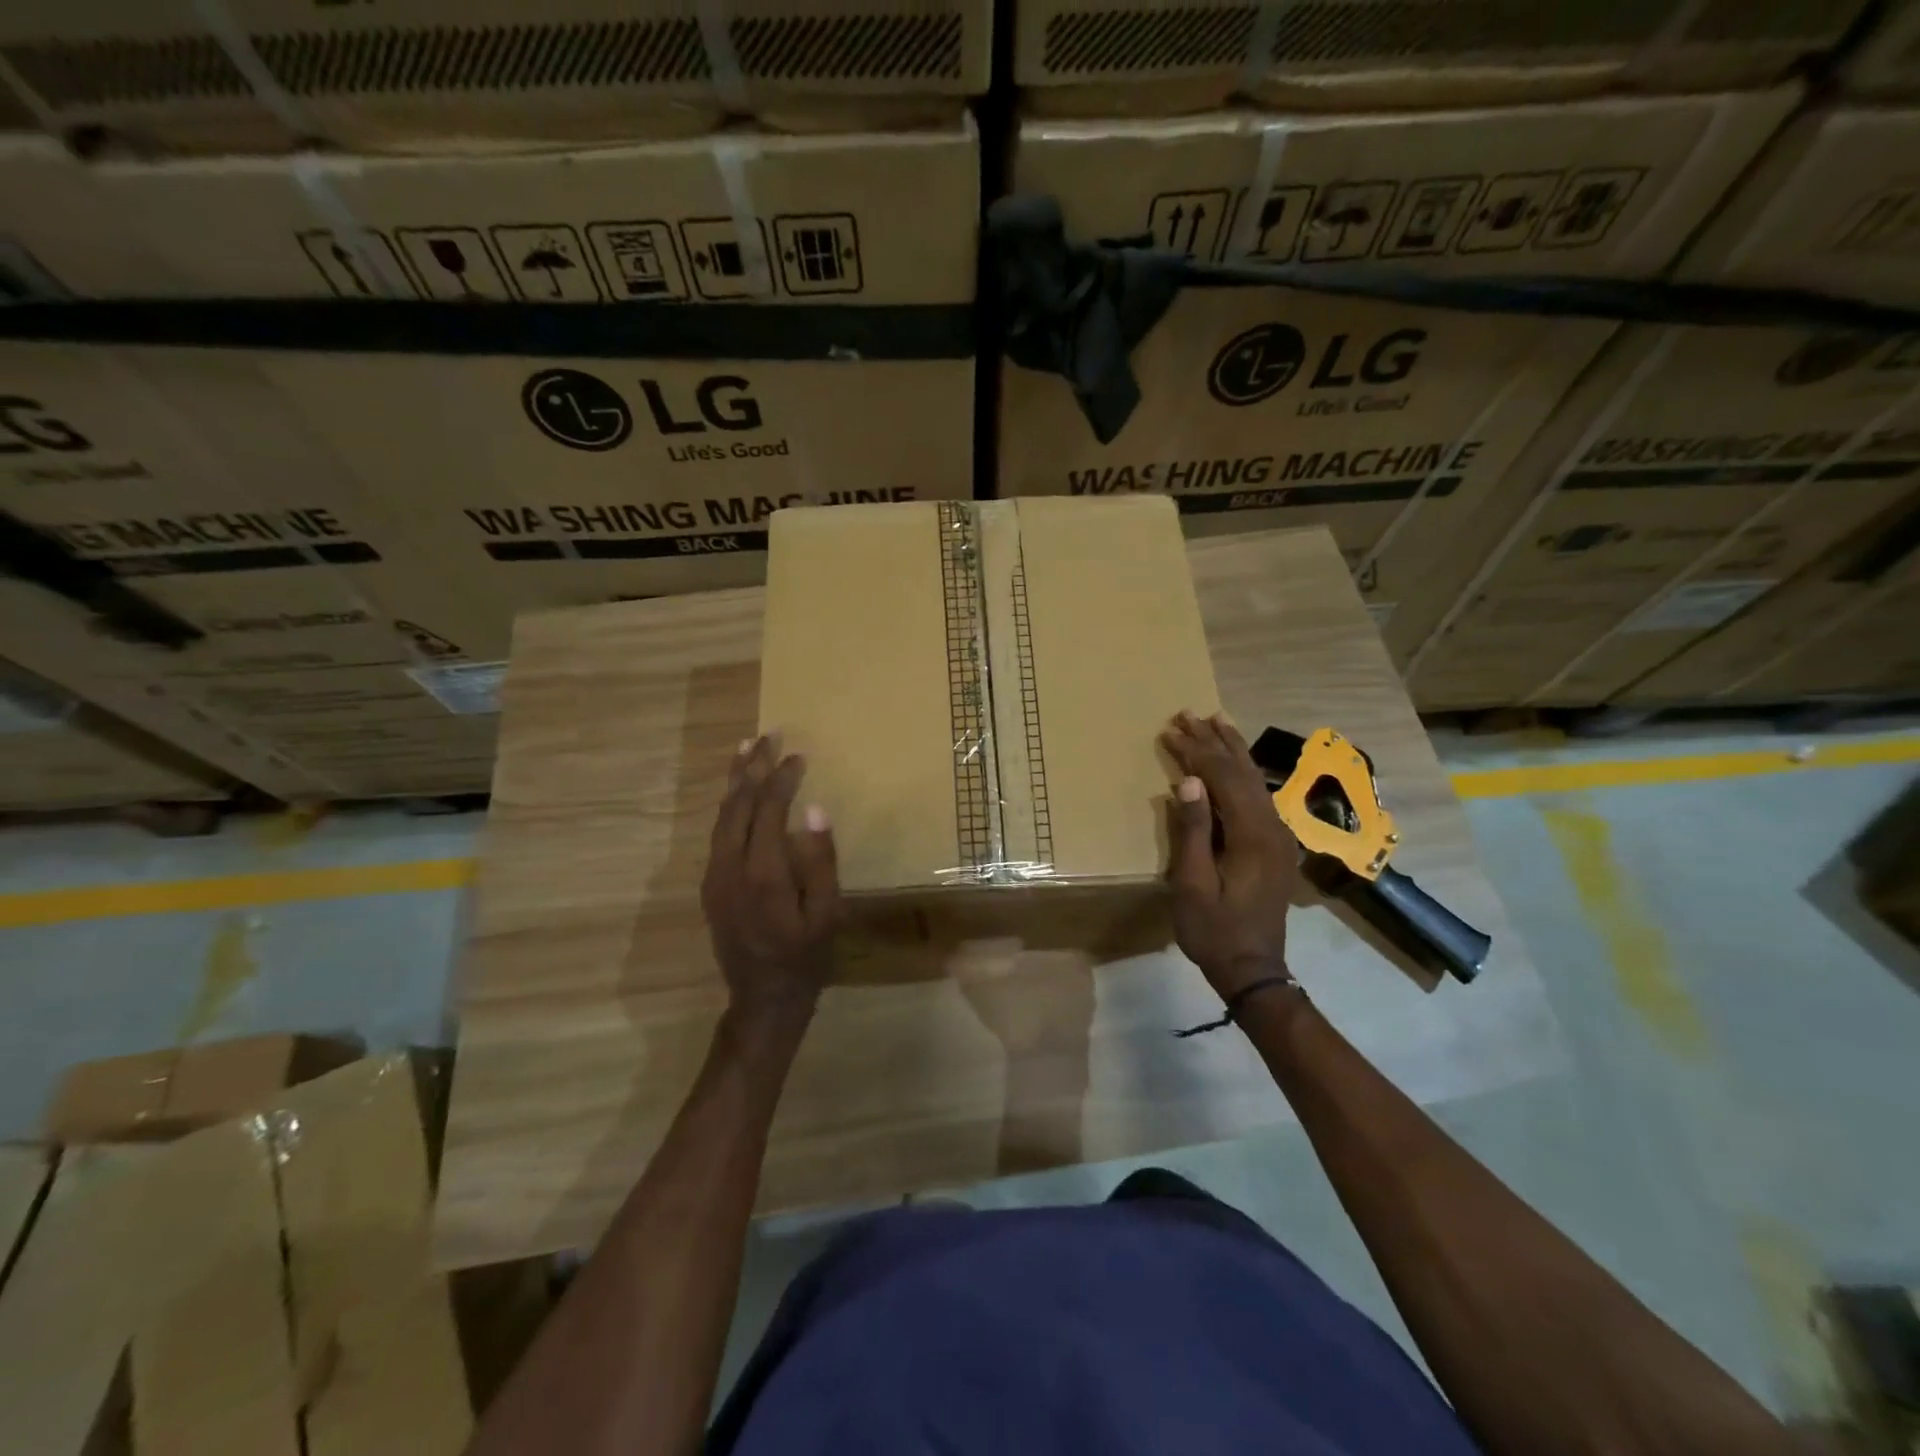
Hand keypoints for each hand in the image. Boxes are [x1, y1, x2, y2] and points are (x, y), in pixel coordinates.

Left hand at [701, 734, 839, 1028]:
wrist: (763, 999)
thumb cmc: (805, 957)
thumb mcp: (827, 915)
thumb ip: (821, 861)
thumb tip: (814, 809)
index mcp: (764, 874)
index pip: (769, 810)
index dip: (783, 779)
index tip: (799, 755)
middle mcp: (731, 868)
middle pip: (738, 805)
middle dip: (753, 767)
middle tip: (767, 734)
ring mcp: (715, 876)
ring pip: (722, 816)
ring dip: (736, 781)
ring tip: (746, 750)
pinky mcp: (711, 884)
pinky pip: (718, 832)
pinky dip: (729, 804)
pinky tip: (738, 792)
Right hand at [1161, 711, 1300, 998]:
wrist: (1254, 969)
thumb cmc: (1214, 930)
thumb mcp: (1192, 883)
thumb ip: (1193, 831)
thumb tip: (1188, 782)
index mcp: (1253, 835)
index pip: (1223, 778)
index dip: (1197, 752)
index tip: (1171, 730)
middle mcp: (1273, 827)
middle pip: (1243, 772)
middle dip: (1215, 741)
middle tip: (1188, 713)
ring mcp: (1279, 836)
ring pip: (1255, 780)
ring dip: (1232, 750)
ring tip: (1215, 721)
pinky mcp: (1275, 845)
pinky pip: (1258, 796)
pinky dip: (1242, 772)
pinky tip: (1234, 762)